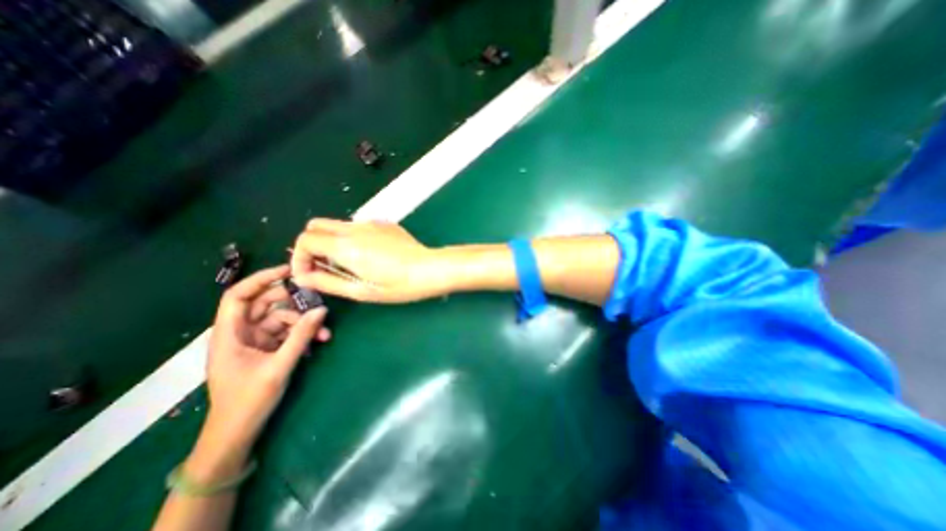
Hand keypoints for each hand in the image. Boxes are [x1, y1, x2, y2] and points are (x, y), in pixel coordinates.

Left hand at [200, 266, 329, 450]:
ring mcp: (253, 342)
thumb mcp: (279, 366)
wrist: (237, 434)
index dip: (261, 278)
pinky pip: (285, 333)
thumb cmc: (248, 401)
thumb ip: (301, 336)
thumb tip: (322, 310)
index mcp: (230, 334)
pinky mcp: (265, 350)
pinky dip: (301, 335)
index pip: (238, 295)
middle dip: (292, 303)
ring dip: (302, 324)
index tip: (289, 270)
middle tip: (316, 304)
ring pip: (280, 319)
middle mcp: (240, 333)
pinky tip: (316, 343)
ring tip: (324, 334)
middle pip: (264, 304)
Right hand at [290, 219, 448, 301]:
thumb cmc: (398, 285)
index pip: (305, 240)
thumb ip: (327, 282)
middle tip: (323, 266)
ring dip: (331, 241)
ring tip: (347, 263)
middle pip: (316, 225)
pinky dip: (351, 237)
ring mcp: (371, 223)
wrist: (430, 269)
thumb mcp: (361, 291)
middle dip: (311, 245)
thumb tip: (303, 276)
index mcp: (346, 246)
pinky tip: (369, 255)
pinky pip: (358, 226)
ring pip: (337, 225)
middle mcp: (355, 228)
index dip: (300, 258)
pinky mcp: (384, 223)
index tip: (309, 274)